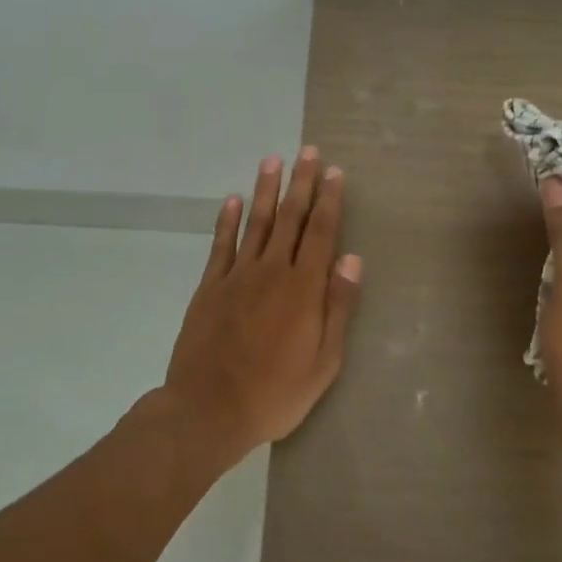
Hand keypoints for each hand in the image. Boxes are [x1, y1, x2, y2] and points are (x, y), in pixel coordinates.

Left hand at [163, 148, 362, 457]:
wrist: (208, 410)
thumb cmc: (275, 393)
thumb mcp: (324, 362)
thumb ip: (338, 307)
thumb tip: (352, 259)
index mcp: (303, 289)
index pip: (320, 233)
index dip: (328, 201)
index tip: (334, 172)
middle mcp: (271, 272)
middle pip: (290, 218)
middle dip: (301, 183)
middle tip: (308, 152)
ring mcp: (237, 276)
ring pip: (256, 223)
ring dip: (266, 190)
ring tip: (273, 161)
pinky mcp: (209, 287)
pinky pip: (221, 245)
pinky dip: (227, 220)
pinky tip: (233, 200)